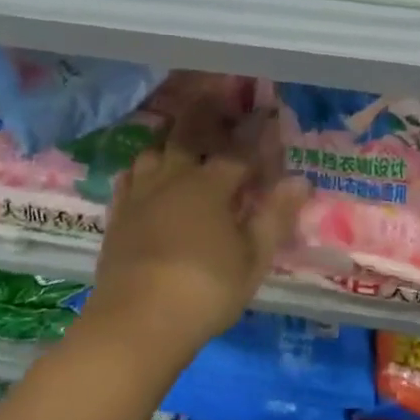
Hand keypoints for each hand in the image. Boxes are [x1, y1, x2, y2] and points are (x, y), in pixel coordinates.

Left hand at [83, 98, 310, 371]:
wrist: (136, 322)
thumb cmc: (204, 291)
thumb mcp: (252, 260)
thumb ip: (275, 217)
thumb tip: (300, 180)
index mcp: (211, 185)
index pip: (240, 150)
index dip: (257, 134)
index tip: (269, 115)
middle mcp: (174, 177)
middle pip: (189, 134)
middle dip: (205, 114)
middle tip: (214, 97)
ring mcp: (141, 194)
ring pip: (154, 150)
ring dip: (169, 137)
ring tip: (178, 133)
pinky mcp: (118, 214)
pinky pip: (128, 177)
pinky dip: (140, 167)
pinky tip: (143, 170)